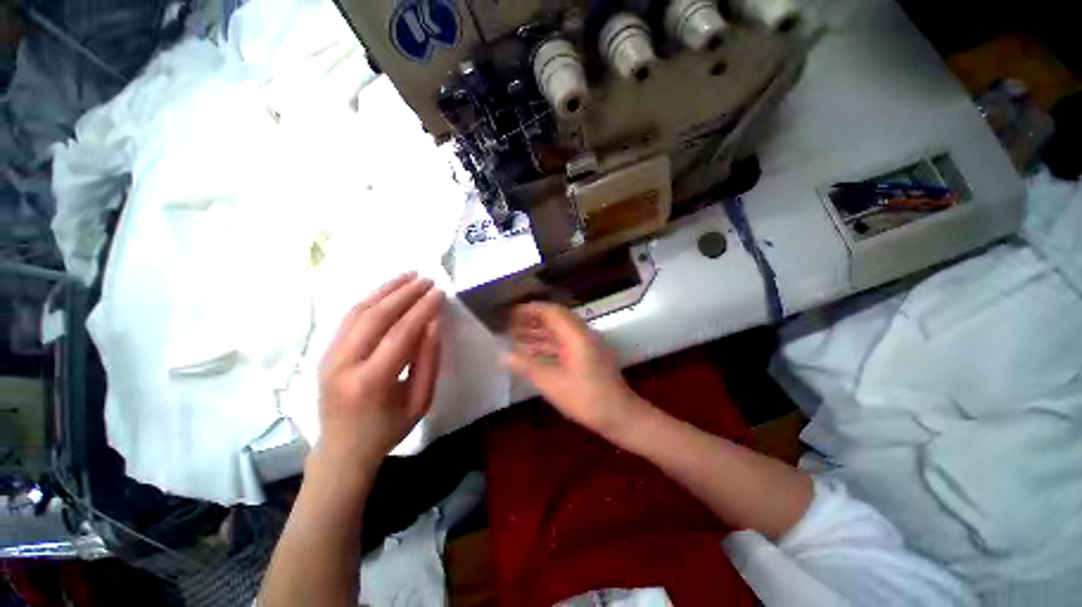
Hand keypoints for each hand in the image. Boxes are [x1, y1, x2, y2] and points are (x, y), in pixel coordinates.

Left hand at [316, 273, 444, 470]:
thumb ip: (428, 361)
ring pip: (357, 312)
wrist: (341, 451)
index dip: (422, 309)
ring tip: (408, 276)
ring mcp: (329, 357)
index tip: (439, 293)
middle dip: (404, 293)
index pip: (400, 334)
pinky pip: (348, 319)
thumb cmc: (387, 430)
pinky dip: (370, 300)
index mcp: (371, 382)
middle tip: (427, 279)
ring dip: (385, 290)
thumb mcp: (420, 402)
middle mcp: (344, 365)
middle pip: (376, 316)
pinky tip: (386, 291)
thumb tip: (432, 324)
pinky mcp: (325, 353)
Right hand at [503, 302, 646, 436]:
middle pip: (555, 319)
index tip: (511, 313)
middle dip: (532, 320)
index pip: (552, 311)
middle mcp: (583, 334)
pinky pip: (564, 344)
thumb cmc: (586, 398)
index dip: (530, 309)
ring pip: (559, 332)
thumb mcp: (552, 383)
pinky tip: (533, 353)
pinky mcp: (587, 356)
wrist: (620, 416)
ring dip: (539, 333)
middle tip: (510, 325)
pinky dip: (547, 345)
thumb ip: (526, 366)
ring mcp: (586, 345)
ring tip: (515, 338)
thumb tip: (502, 354)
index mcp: (576, 335)